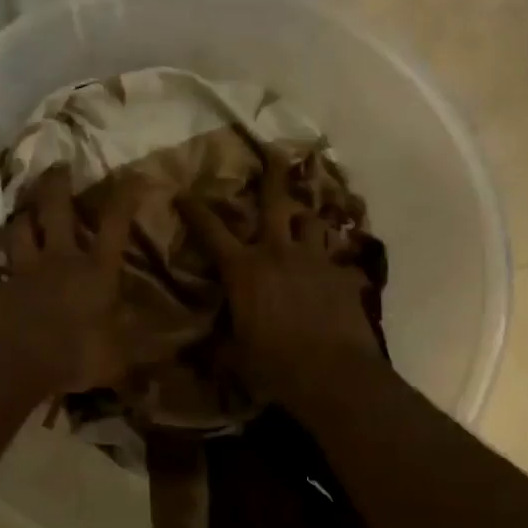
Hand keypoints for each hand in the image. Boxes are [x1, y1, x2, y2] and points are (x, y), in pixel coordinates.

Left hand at [0, 166, 145, 393]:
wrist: (20, 363)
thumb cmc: (78, 354)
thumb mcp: (121, 357)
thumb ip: (145, 349)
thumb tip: (181, 345)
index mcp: (95, 271)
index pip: (114, 225)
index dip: (124, 197)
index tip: (134, 173)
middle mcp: (60, 260)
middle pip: (56, 211)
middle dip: (57, 185)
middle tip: (57, 165)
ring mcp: (25, 272)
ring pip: (19, 231)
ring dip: (21, 216)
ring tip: (22, 207)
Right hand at [176, 150, 380, 403]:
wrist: (333, 374)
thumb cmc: (274, 364)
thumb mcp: (236, 357)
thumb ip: (221, 344)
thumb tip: (199, 351)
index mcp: (244, 270)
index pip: (212, 232)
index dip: (196, 210)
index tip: (184, 192)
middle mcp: (278, 253)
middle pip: (276, 203)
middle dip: (274, 175)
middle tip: (276, 152)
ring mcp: (315, 261)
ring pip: (312, 222)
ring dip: (305, 217)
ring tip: (304, 215)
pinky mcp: (342, 276)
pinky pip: (338, 257)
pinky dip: (333, 258)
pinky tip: (336, 266)